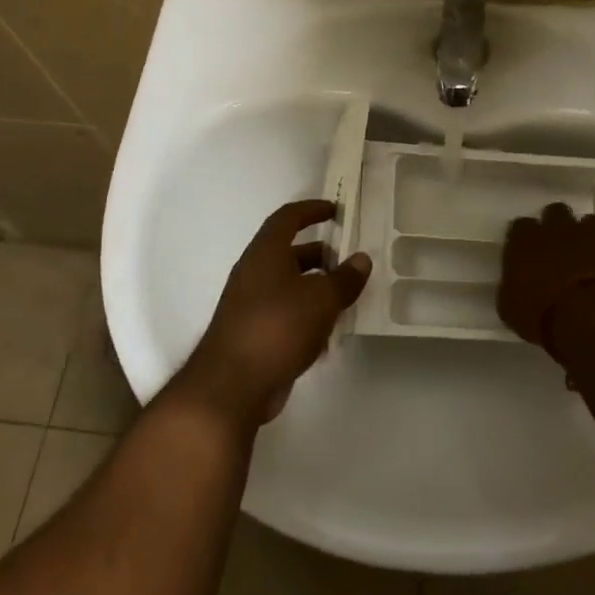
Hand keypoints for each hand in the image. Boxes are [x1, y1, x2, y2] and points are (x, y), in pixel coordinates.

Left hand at [176, 199, 370, 428]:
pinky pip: (285, 314)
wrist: (233, 384)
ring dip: (316, 288)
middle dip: (321, 255)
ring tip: (346, 299)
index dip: (311, 210)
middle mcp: (254, 273)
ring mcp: (250, 304)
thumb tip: (361, 259)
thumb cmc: (278, 327)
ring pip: (289, 285)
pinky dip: (306, 316)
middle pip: (289, 253)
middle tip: (350, 263)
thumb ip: (344, 278)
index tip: (335, 210)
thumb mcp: (321, 300)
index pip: (287, 218)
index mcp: (265, 253)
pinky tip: (328, 335)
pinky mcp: (253, 333)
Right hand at [498, 202, 594, 350]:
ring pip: (593, 222)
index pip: (521, 226)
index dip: (526, 239)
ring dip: (592, 237)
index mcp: (526, 240)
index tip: (529, 253)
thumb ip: (514, 286)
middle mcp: (560, 227)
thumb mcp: (512, 308)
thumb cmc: (544, 317)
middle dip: (559, 227)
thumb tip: (518, 284)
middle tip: (562, 250)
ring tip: (594, 259)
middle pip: (557, 212)